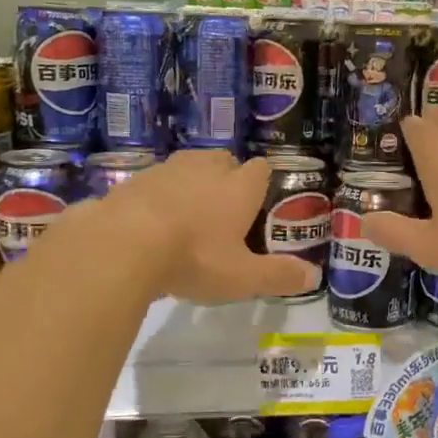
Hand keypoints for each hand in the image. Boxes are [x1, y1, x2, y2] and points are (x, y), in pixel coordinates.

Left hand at [106, 149, 318, 302]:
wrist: (123, 243)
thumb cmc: (194, 257)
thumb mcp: (242, 277)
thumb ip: (278, 276)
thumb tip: (314, 277)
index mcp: (239, 187)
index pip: (261, 169)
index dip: (261, 184)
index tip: (258, 204)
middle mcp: (206, 168)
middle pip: (224, 160)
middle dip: (227, 177)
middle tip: (224, 210)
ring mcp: (167, 169)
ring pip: (188, 166)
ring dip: (191, 183)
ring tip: (187, 214)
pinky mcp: (134, 180)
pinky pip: (155, 181)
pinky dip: (158, 195)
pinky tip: (152, 222)